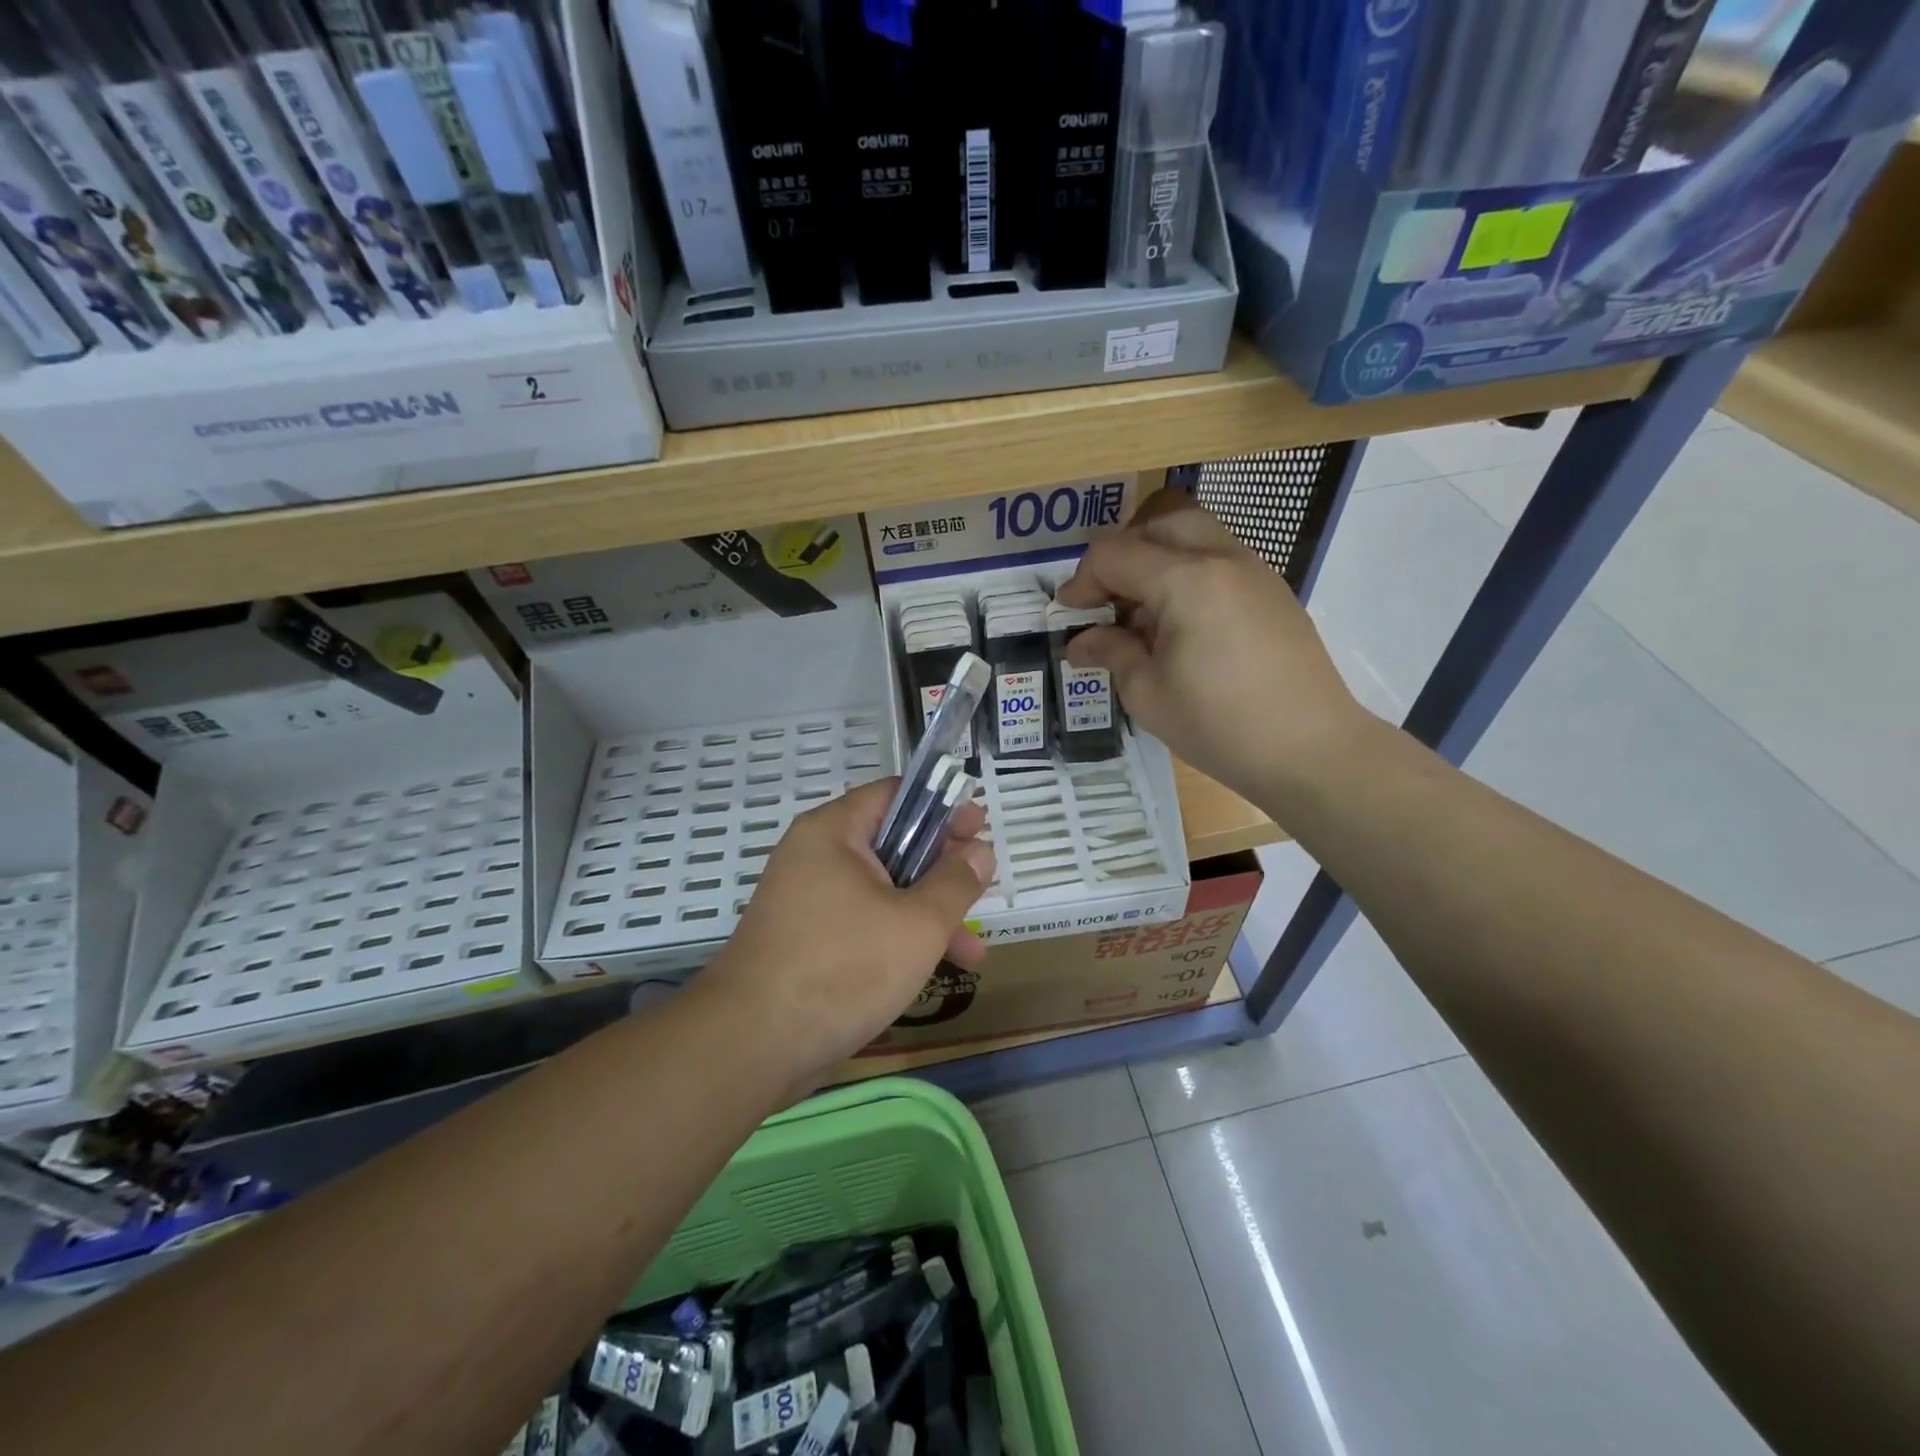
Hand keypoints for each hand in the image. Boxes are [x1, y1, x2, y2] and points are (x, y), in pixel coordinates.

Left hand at [700, 778, 995, 1079]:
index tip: (978, 827)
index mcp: (835, 832)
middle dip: (942, 869)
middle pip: (892, 843)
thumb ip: (955, 883)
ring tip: (973, 953)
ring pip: (881, 891)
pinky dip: (896, 937)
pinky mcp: (806, 941)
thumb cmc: (843, 968)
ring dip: (927, 913)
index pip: (895, 794)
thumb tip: (980, 851)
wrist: (751, 1045)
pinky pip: (861, 923)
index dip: (942, 806)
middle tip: (981, 885)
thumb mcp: (918, 924)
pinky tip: (931, 972)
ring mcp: (807, 901)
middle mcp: (816, 856)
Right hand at [1056, 488, 1367, 805]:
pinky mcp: (1273, 592)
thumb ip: (1110, 653)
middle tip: (1107, 599)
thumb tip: (1080, 641)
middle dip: (1122, 552)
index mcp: (1187, 580)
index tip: (1068, 614)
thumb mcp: (1148, 694)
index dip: (1081, 580)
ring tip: (1144, 614)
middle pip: (1159, 521)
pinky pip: (1220, 559)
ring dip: (1158, 559)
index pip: (1116, 554)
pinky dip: (1188, 574)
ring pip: (1194, 534)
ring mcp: (1255, 571)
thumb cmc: (1220, 725)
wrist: (1311, 749)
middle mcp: (1223, 559)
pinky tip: (1182, 626)